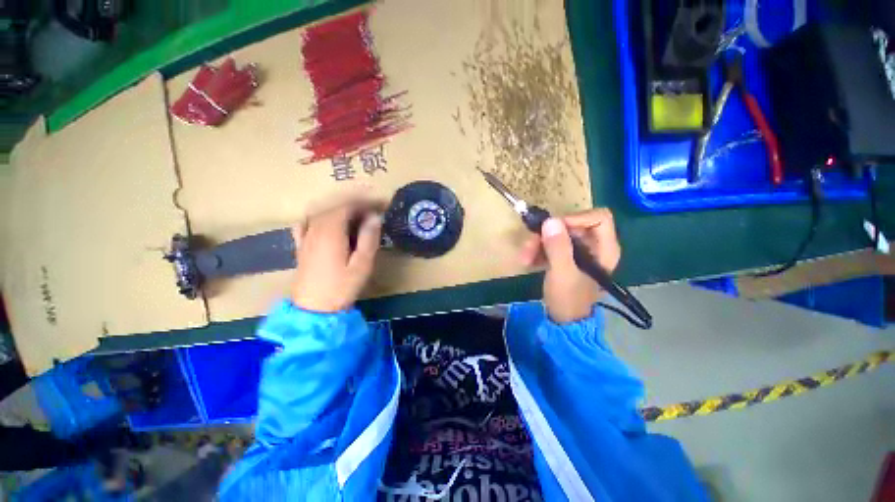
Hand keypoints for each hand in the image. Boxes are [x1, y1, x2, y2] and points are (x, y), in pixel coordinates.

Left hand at [291, 200, 383, 312]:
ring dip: (340, 209)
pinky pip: (307, 222)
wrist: (313, 309)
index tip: (381, 204)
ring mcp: (305, 237)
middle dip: (356, 204)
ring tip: (357, 214)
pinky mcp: (301, 246)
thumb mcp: (362, 265)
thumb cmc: (341, 287)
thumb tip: (375, 217)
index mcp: (331, 232)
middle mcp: (315, 229)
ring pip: (322, 213)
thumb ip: (368, 238)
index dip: (365, 202)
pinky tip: (326, 221)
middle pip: (335, 207)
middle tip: (374, 209)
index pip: (348, 206)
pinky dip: (320, 217)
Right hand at [520, 208, 620, 323]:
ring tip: (525, 258)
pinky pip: (551, 244)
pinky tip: (528, 261)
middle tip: (530, 245)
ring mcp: (579, 251)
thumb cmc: (568, 298)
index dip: (575, 218)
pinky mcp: (566, 256)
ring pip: (558, 234)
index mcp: (605, 248)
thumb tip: (550, 221)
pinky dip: (538, 250)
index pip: (599, 217)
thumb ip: (558, 247)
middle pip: (572, 225)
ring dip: (538, 243)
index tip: (553, 228)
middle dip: (547, 234)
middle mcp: (594, 246)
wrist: (563, 319)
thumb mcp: (562, 273)